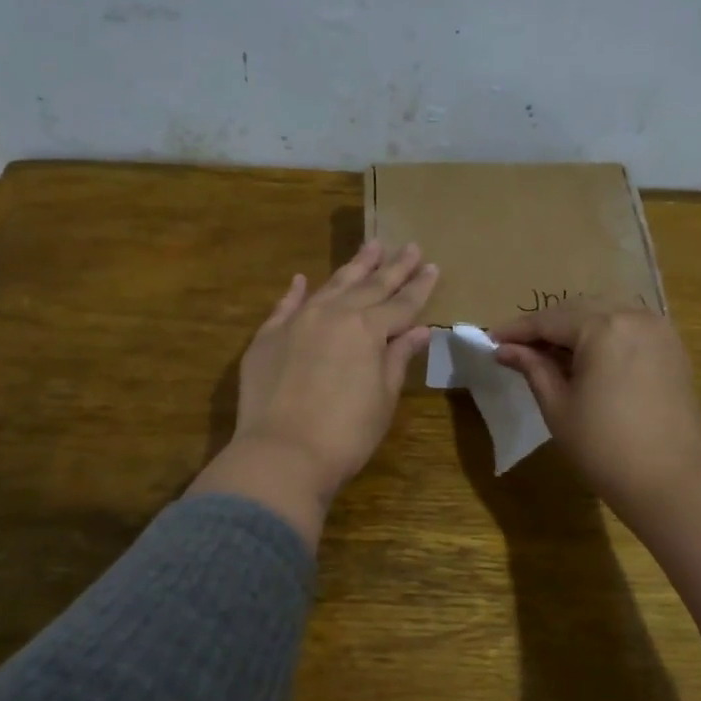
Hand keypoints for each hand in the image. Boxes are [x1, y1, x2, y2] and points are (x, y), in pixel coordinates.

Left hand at [190, 241, 437, 545]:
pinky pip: (286, 306)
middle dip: (393, 267)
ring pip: (331, 286)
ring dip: (353, 267)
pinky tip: (302, 279)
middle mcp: (334, 314)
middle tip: (410, 246)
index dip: (419, 286)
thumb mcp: (383, 397)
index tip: (433, 266)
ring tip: (371, 246)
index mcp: (368, 329)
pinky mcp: (267, 337)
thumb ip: (398, 358)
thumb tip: (419, 330)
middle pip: (369, 286)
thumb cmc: (346, 433)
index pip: (401, 303)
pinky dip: (296, 292)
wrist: (281, 453)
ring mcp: (297, 322)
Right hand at [491, 300, 700, 528]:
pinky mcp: (674, 350)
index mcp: (603, 328)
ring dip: (576, 329)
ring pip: (607, 315)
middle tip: (517, 347)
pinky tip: (588, 359)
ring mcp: (660, 331)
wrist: (668, 482)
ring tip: (550, 353)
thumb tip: (505, 349)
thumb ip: (532, 368)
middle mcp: (634, 317)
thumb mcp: (557, 406)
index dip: (517, 330)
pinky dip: (605, 336)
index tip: (491, 339)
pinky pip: (630, 329)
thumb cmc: (602, 447)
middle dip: (547, 326)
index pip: (549, 320)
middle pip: (579, 311)